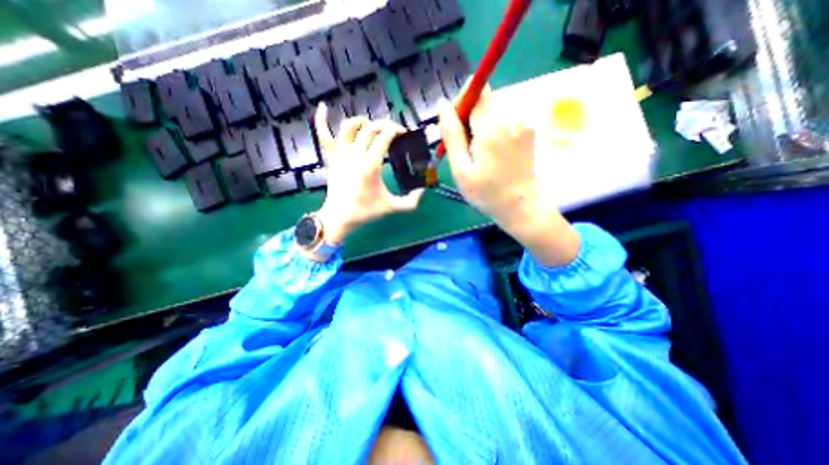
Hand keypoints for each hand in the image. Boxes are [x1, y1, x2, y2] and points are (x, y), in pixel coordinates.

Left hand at [315, 103, 422, 244]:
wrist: (339, 218)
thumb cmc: (364, 212)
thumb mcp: (391, 207)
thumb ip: (410, 202)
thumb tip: (423, 192)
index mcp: (370, 165)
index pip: (384, 136)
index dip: (396, 129)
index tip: (403, 133)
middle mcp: (354, 154)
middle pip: (370, 128)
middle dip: (384, 124)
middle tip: (392, 130)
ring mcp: (340, 154)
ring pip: (349, 127)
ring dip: (361, 121)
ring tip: (370, 124)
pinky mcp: (330, 157)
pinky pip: (323, 134)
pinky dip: (321, 119)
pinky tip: (324, 107)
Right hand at [436, 85, 541, 227]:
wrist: (521, 206)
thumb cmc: (486, 192)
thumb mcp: (460, 169)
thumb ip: (451, 134)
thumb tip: (442, 103)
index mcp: (491, 127)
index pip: (474, 92)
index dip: (461, 104)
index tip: (455, 127)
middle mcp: (510, 117)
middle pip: (485, 99)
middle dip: (471, 116)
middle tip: (467, 147)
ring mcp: (524, 122)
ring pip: (495, 109)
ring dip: (483, 124)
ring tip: (481, 152)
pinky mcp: (530, 129)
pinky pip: (506, 118)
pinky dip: (496, 128)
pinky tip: (495, 151)